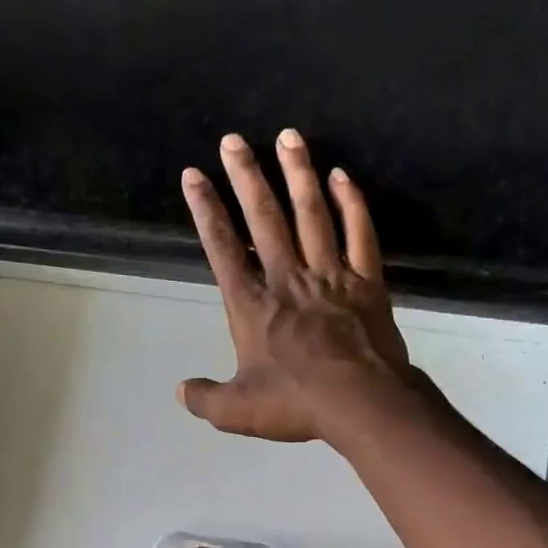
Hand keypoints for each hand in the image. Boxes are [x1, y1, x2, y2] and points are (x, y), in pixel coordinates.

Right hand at [178, 129, 416, 442]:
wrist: (361, 402)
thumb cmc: (295, 404)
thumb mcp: (237, 411)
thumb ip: (205, 399)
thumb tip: (180, 391)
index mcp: (252, 306)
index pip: (223, 250)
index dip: (206, 211)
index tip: (194, 176)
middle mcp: (288, 280)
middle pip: (264, 219)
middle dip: (246, 177)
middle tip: (233, 139)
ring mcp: (330, 276)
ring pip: (312, 214)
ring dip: (297, 174)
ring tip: (288, 136)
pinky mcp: (367, 283)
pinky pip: (359, 233)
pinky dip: (352, 203)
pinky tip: (342, 176)